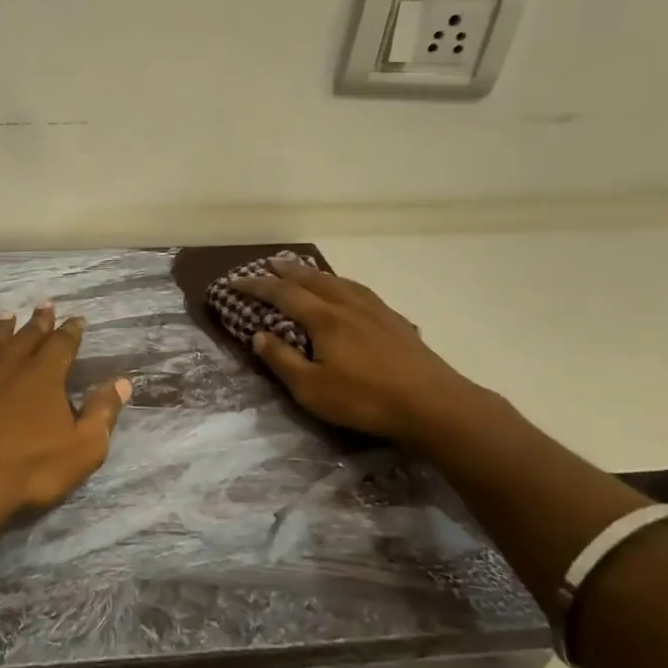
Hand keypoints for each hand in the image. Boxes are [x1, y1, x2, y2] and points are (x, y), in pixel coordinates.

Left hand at [0, 303, 131, 521]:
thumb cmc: (28, 467)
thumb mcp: (82, 448)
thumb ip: (102, 412)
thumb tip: (122, 382)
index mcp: (44, 376)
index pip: (62, 345)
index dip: (71, 331)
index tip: (76, 319)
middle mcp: (10, 366)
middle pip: (27, 337)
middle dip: (38, 321)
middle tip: (44, 305)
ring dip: (2, 328)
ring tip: (8, 314)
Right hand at [233, 259, 474, 441]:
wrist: (433, 404)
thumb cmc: (365, 399)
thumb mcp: (312, 389)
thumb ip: (282, 360)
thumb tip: (258, 335)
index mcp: (323, 319)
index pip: (282, 294)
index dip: (255, 286)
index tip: (234, 282)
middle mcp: (347, 305)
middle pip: (311, 279)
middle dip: (286, 271)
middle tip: (268, 264)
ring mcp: (375, 310)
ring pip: (338, 281)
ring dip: (314, 273)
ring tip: (303, 270)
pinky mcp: (395, 321)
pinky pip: (359, 290)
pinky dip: (342, 283)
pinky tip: (347, 290)